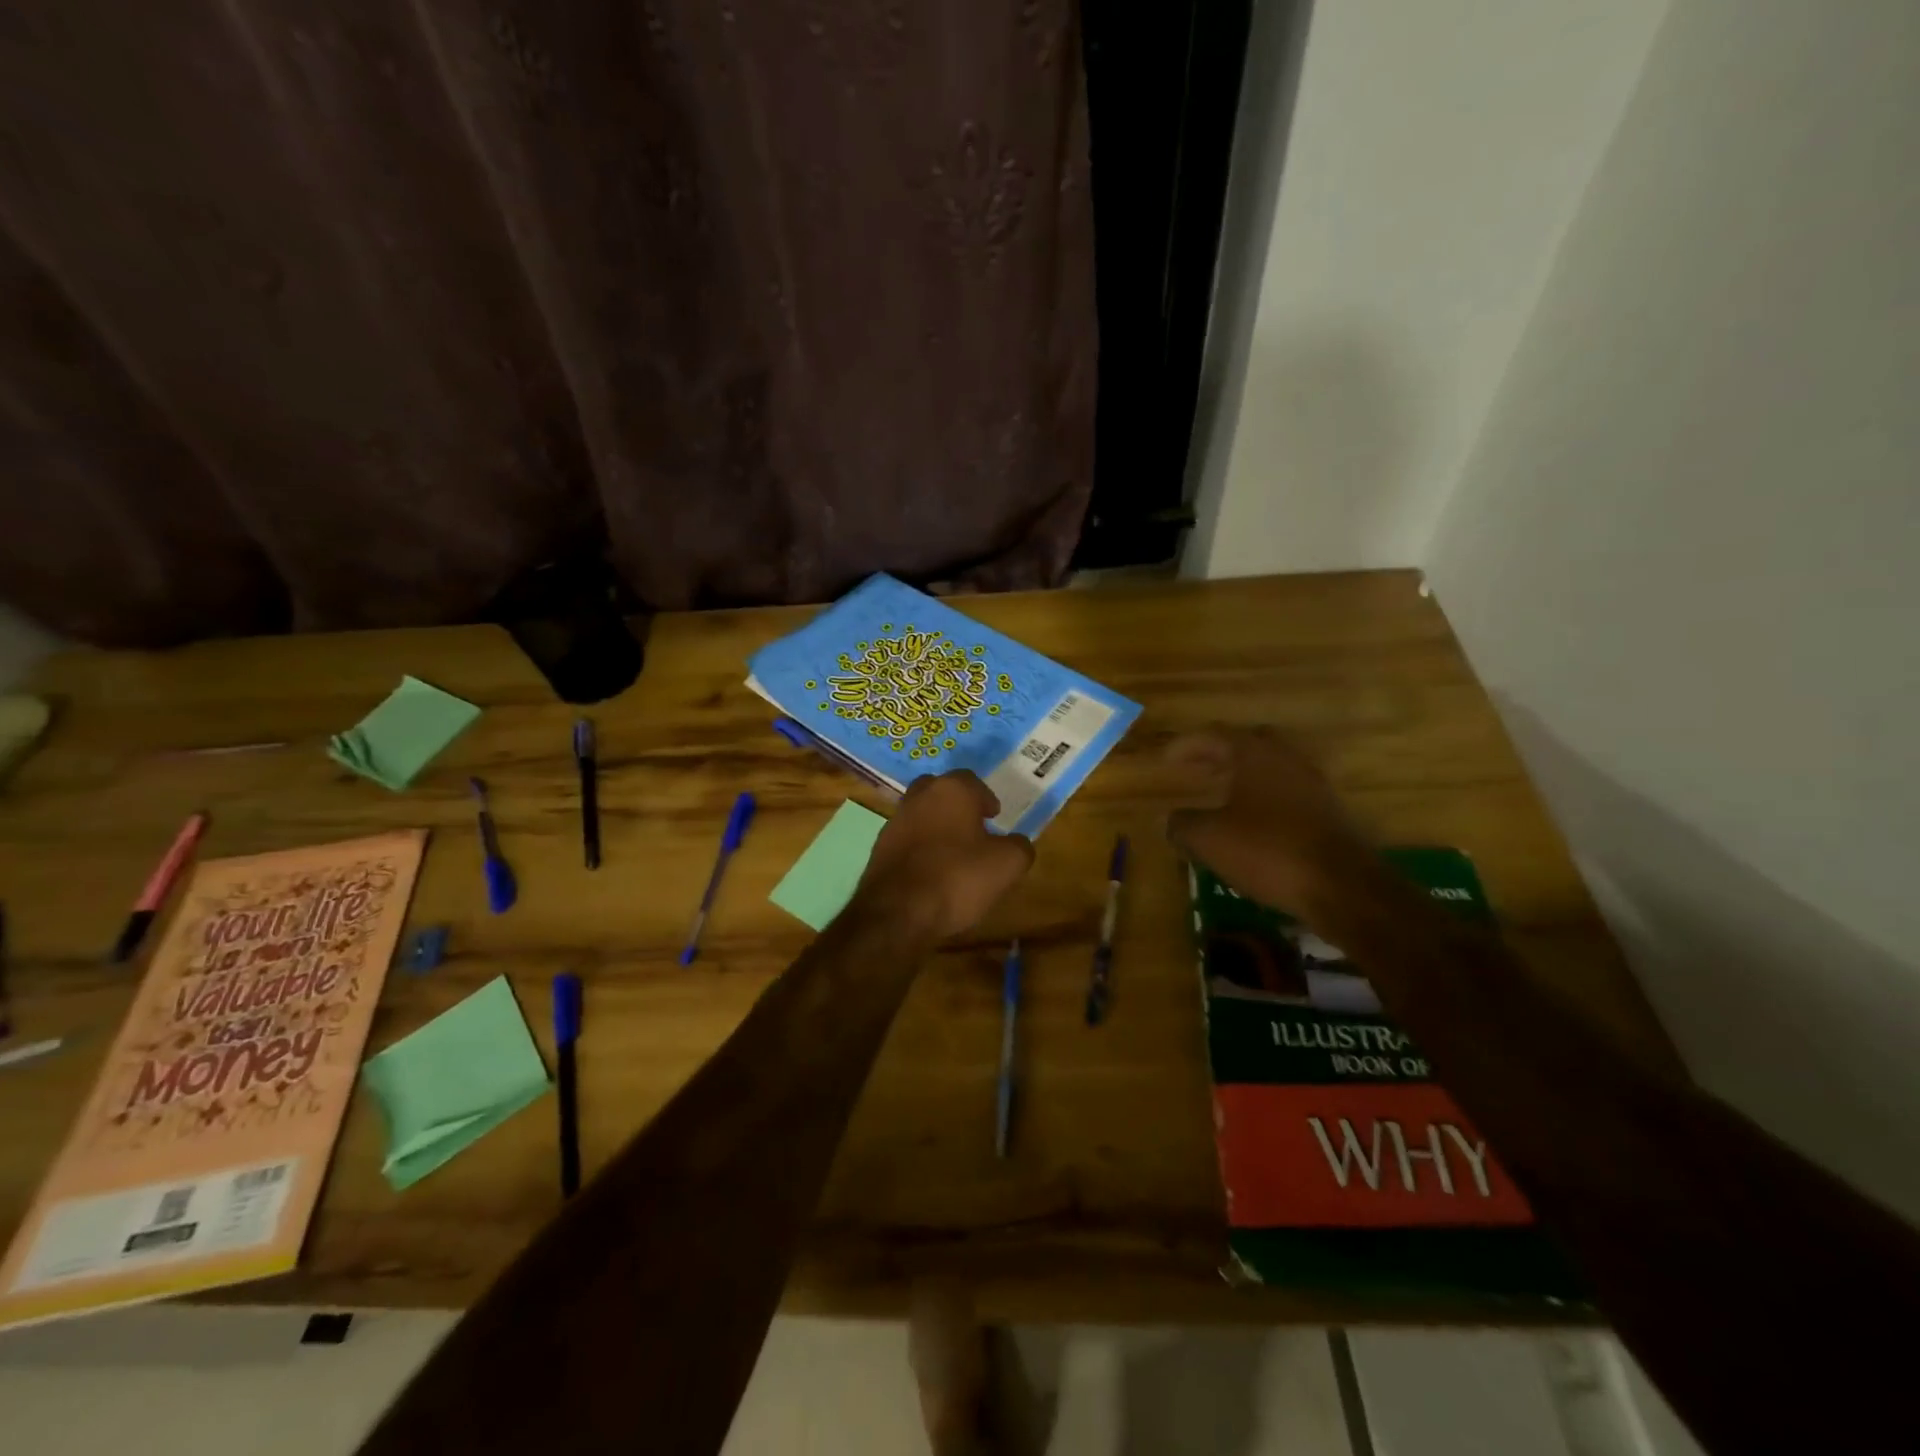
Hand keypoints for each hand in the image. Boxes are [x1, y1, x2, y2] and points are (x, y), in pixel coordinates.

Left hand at [855, 772, 1034, 940]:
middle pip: (941, 791)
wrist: (897, 912)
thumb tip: (1016, 843)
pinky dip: (920, 849)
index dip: (986, 798)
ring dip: (937, 827)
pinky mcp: (879, 849)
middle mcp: (919, 797)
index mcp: (951, 790)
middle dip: (957, 805)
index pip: (971, 780)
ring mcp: (895, 822)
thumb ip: (1019, 847)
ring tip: (954, 854)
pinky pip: (907, 840)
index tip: (994, 817)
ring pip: (921, 814)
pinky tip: (932, 872)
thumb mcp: (1007, 865)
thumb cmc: (957, 877)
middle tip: (974, 827)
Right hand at [1165, 729, 1378, 912]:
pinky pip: (1287, 793)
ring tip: (1221, 795)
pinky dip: (1264, 799)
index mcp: (1255, 755)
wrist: (1342, 887)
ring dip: (1244, 777)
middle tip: (1197, 768)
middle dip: (1220, 753)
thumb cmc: (1268, 851)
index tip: (1167, 759)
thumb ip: (1183, 824)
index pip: (1214, 736)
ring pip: (1271, 768)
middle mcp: (1286, 760)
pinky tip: (1252, 822)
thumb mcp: (1210, 839)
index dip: (1187, 745)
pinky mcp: (1328, 812)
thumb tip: (1171, 819)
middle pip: (1249, 744)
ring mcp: (1313, 785)